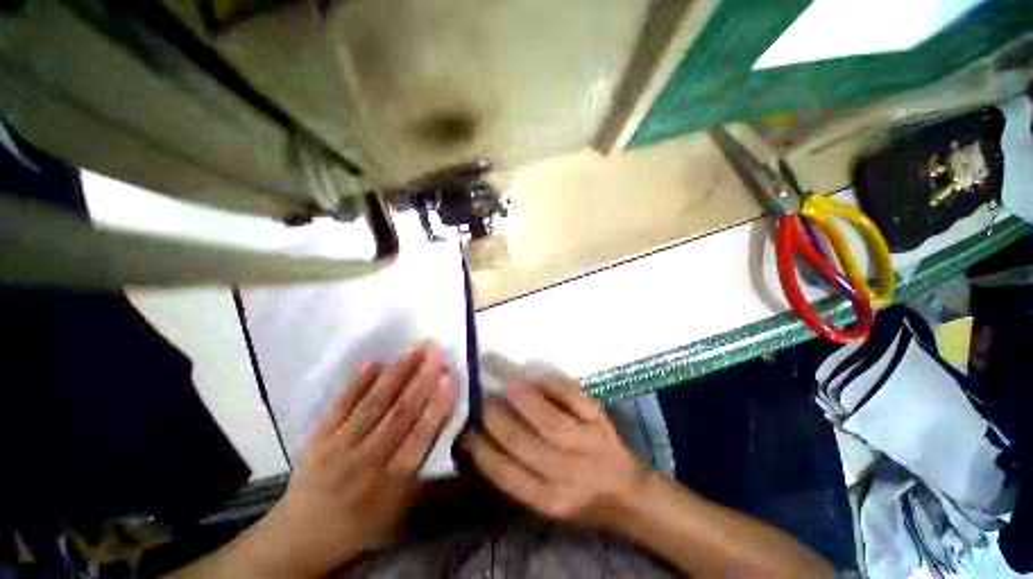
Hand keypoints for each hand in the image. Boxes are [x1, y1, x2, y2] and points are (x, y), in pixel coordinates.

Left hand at [250, 346, 457, 577]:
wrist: (301, 538)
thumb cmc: (362, 524)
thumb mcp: (400, 512)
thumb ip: (428, 478)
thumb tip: (454, 442)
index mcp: (391, 483)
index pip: (420, 436)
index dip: (437, 405)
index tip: (450, 377)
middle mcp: (366, 461)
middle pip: (399, 414)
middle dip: (421, 379)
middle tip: (436, 351)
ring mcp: (338, 448)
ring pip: (373, 404)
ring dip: (396, 374)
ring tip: (414, 350)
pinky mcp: (317, 438)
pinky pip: (339, 406)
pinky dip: (356, 384)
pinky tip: (373, 363)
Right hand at [460, 375, 646, 528]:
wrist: (626, 491)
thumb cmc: (580, 496)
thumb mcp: (547, 500)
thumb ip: (517, 474)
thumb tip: (484, 439)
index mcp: (549, 499)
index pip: (505, 473)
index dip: (481, 449)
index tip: (467, 431)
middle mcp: (566, 474)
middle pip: (521, 442)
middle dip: (495, 419)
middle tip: (483, 402)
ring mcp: (586, 443)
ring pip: (547, 418)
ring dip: (522, 398)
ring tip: (505, 384)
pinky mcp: (599, 421)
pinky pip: (572, 397)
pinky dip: (552, 385)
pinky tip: (536, 378)